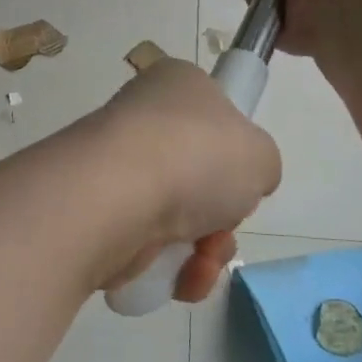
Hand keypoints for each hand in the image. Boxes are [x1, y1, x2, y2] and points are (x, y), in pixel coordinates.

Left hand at [95, 58, 280, 302]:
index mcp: (176, 85)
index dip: (233, 149)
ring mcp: (117, 169)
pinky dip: (173, 269)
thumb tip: (239, 182)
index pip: (213, 112)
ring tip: (201, 258)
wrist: (116, 196)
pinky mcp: (100, 215)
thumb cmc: (195, 156)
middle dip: (222, 214)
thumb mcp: (261, 153)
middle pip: (200, 176)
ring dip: (204, 250)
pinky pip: (150, 247)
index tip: (241, 174)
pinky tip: (180, 276)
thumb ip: (260, 165)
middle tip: (225, 222)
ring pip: (179, 218)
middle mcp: (142, 121)